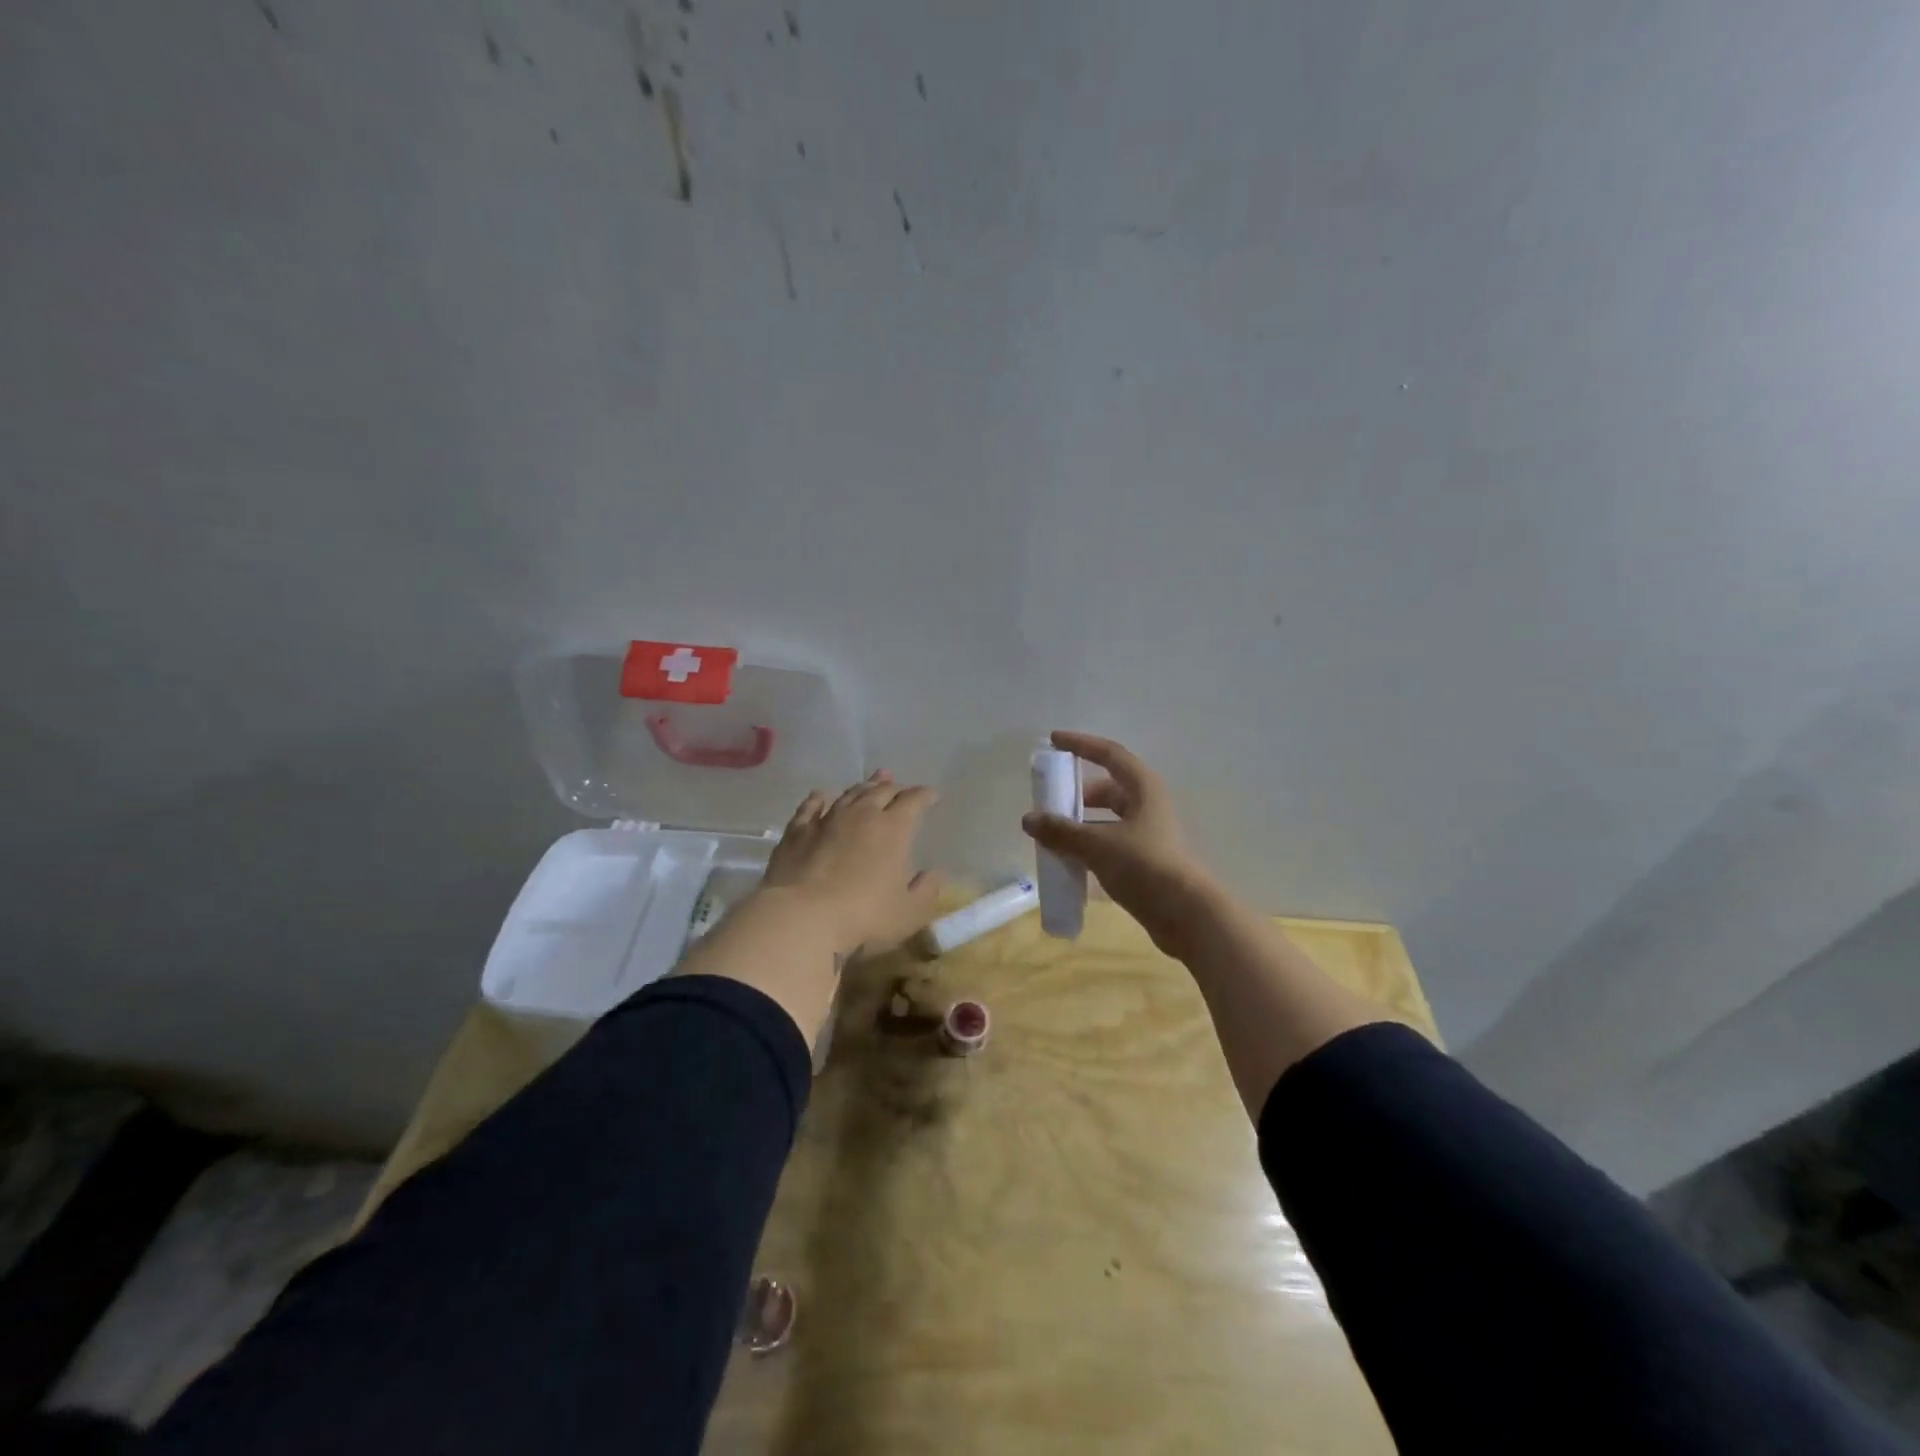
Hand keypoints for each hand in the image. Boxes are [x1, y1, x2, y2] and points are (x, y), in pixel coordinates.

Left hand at [761, 771, 944, 956]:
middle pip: (882, 791)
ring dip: (864, 787)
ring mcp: (827, 820)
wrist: (801, 918)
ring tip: (871, 783)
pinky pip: (811, 807)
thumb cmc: (864, 917)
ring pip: (849, 794)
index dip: (925, 796)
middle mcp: (862, 815)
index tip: (932, 795)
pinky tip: (822, 796)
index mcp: (894, 829)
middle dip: (896, 788)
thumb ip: (926, 891)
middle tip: (902, 788)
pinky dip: (820, 799)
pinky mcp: (797, 831)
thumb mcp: (909, 913)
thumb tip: (935, 873)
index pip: (914, 801)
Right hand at [1021, 731, 1217, 955]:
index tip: (1054, 741)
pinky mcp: (1146, 859)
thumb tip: (1029, 819)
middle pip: (1108, 787)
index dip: (1081, 744)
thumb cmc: (1144, 866)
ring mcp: (1148, 833)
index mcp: (1143, 788)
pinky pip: (1110, 841)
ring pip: (1108, 817)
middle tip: (1049, 802)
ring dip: (1081, 822)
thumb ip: (1061, 831)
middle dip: (1077, 792)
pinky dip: (1090, 843)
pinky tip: (1070, 859)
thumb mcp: (1097, 845)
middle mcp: (1148, 805)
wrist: (1185, 914)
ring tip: (1053, 834)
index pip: (1109, 754)